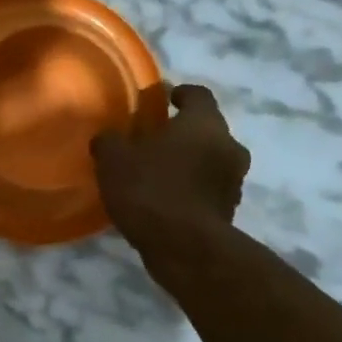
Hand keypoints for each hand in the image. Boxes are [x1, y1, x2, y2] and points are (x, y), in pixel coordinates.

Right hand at [92, 84, 250, 248]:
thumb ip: (109, 141)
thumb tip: (108, 137)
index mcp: (205, 123)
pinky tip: (165, 201)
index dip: (181, 93)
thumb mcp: (114, 160)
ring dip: (189, 163)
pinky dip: (191, 190)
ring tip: (158, 173)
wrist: (185, 248)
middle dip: (183, 133)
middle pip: (208, 130)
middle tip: (155, 140)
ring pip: (210, 161)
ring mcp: (233, 182)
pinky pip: (208, 190)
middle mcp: (228, 146)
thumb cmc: (151, 190)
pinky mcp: (229, 212)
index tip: (166, 98)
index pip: (199, 95)